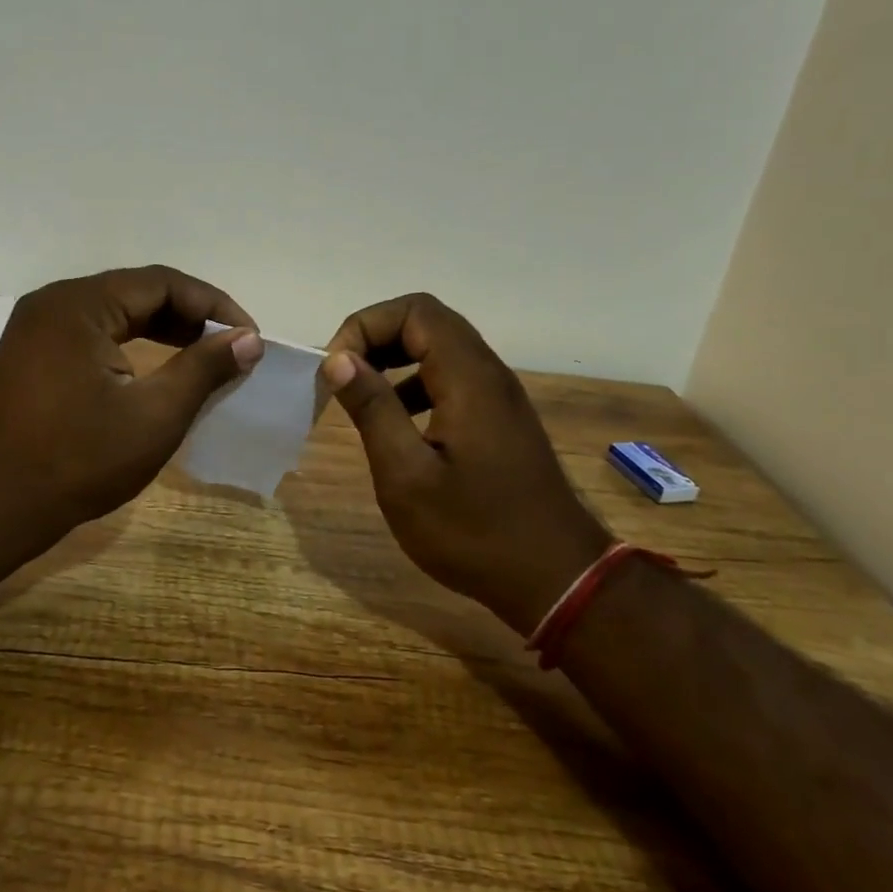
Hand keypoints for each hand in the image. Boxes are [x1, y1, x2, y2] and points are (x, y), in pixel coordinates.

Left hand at [0, 265, 262, 546]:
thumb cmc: (77, 461)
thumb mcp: (154, 416)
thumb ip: (204, 369)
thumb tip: (249, 339)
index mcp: (80, 304)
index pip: (163, 283)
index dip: (214, 306)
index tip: (249, 338)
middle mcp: (54, 303)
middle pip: (137, 292)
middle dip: (190, 317)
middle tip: (230, 348)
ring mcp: (36, 328)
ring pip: (114, 312)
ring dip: (161, 330)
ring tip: (202, 357)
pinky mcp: (31, 354)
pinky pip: (92, 333)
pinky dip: (130, 345)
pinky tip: (153, 370)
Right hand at [322, 294, 609, 633]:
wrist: (556, 580)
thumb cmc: (474, 532)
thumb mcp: (407, 476)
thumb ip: (373, 409)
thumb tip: (338, 358)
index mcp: (468, 378)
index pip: (414, 312)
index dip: (366, 326)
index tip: (336, 369)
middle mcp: (488, 374)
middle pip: (427, 321)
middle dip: (376, 336)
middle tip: (342, 375)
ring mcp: (498, 396)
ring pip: (440, 348)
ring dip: (394, 358)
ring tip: (360, 394)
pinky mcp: (499, 419)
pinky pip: (451, 377)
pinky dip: (414, 382)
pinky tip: (396, 423)